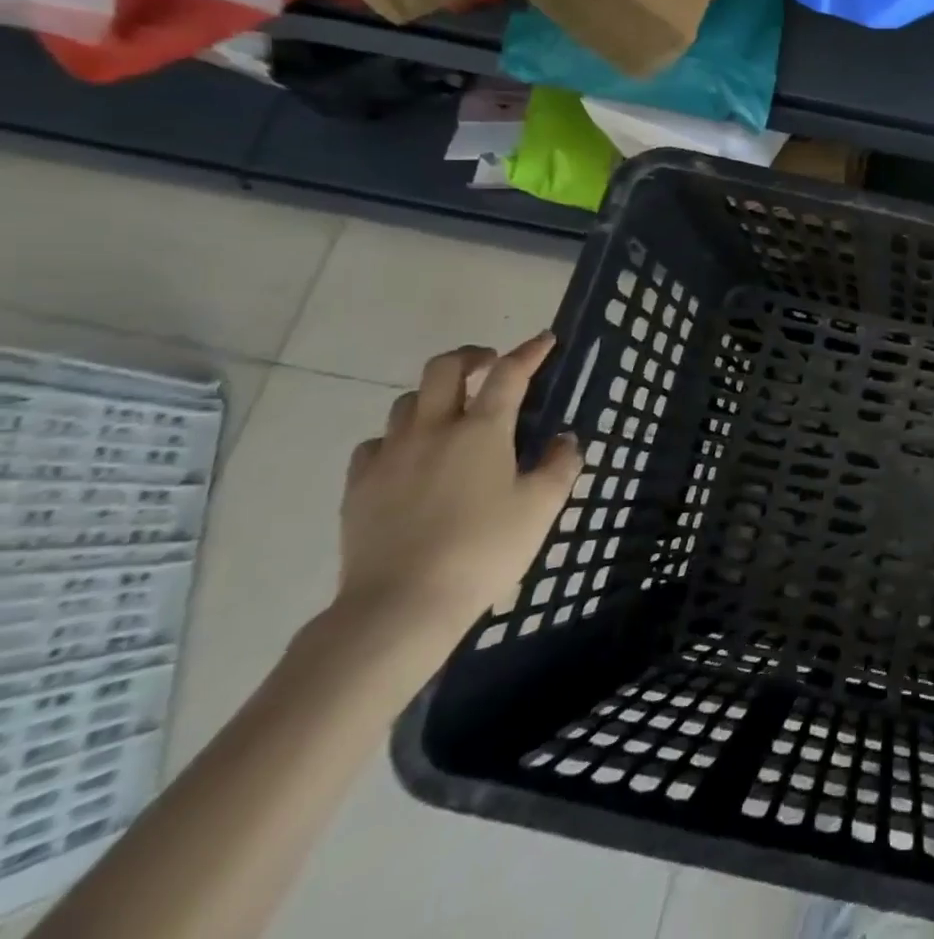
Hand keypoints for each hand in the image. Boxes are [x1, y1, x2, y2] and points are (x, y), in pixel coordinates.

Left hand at [333, 333, 580, 649]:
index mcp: (483, 430)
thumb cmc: (484, 549)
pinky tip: (410, 458)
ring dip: (434, 396)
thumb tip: (563, 440)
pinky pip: (377, 443)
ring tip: (451, 413)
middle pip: (444, 369)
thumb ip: (560, 466)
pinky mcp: (359, 486)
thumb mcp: (541, 507)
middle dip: (470, 357)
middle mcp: (434, 429)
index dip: (530, 352)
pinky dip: (398, 438)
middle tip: (489, 365)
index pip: (510, 373)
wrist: (401, 605)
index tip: (545, 340)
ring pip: (407, 401)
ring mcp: (390, 456)